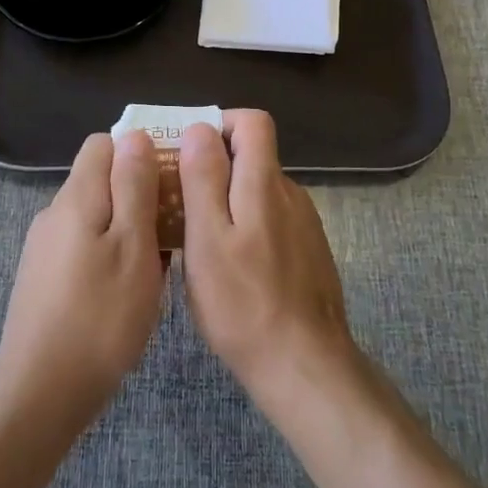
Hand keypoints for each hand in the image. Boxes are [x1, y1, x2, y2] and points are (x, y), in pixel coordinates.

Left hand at [0, 131, 165, 440]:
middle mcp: (55, 212)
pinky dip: (109, 255)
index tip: (172, 180)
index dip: (140, 152)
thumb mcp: (133, 246)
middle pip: (101, 180)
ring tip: (156, 267)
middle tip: (172, 231)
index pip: (105, 144)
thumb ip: (134, 186)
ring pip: (96, 216)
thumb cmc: (100, 317)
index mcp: (77, 197)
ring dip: (127, 229)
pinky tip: (126, 292)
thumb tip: (135, 135)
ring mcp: (45, 246)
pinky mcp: (43, 277)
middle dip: (139, 194)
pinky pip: (84, 246)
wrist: (41, 392)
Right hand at [178, 111, 355, 416]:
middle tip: (179, 200)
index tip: (188, 152)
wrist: (304, 366)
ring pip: (260, 191)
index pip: (253, 122)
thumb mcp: (207, 238)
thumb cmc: (242, 303)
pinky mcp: (308, 252)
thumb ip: (204, 178)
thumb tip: (200, 128)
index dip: (220, 125)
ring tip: (198, 238)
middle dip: (215, 166)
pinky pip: (272, 221)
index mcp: (265, 183)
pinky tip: (231, 267)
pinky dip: (247, 227)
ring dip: (229, 200)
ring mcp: (304, 224)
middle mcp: (290, 193)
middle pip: (253, 156)